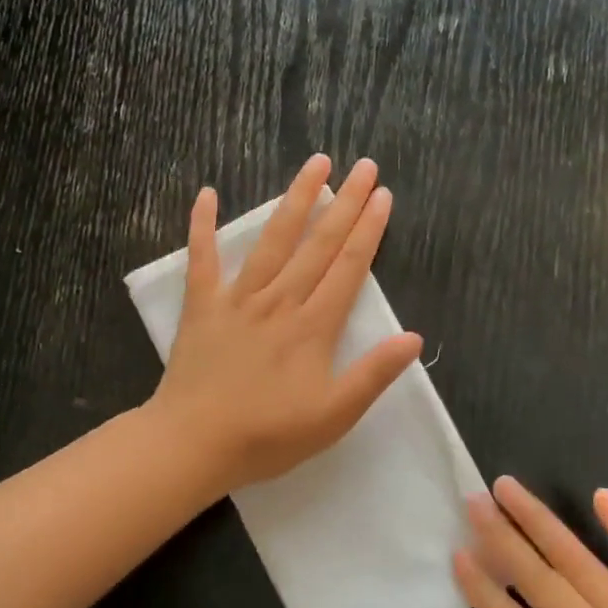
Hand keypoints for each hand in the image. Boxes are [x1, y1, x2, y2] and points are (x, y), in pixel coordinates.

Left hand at [151, 154, 422, 495]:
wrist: (193, 444)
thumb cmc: (268, 436)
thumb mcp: (333, 416)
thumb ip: (373, 374)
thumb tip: (414, 337)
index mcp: (313, 326)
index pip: (348, 268)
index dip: (369, 230)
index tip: (383, 195)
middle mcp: (280, 301)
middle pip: (318, 244)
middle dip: (344, 202)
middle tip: (363, 166)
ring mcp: (238, 299)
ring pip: (272, 240)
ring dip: (296, 199)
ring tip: (315, 164)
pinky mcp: (202, 306)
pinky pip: (201, 259)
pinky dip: (202, 226)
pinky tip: (206, 193)